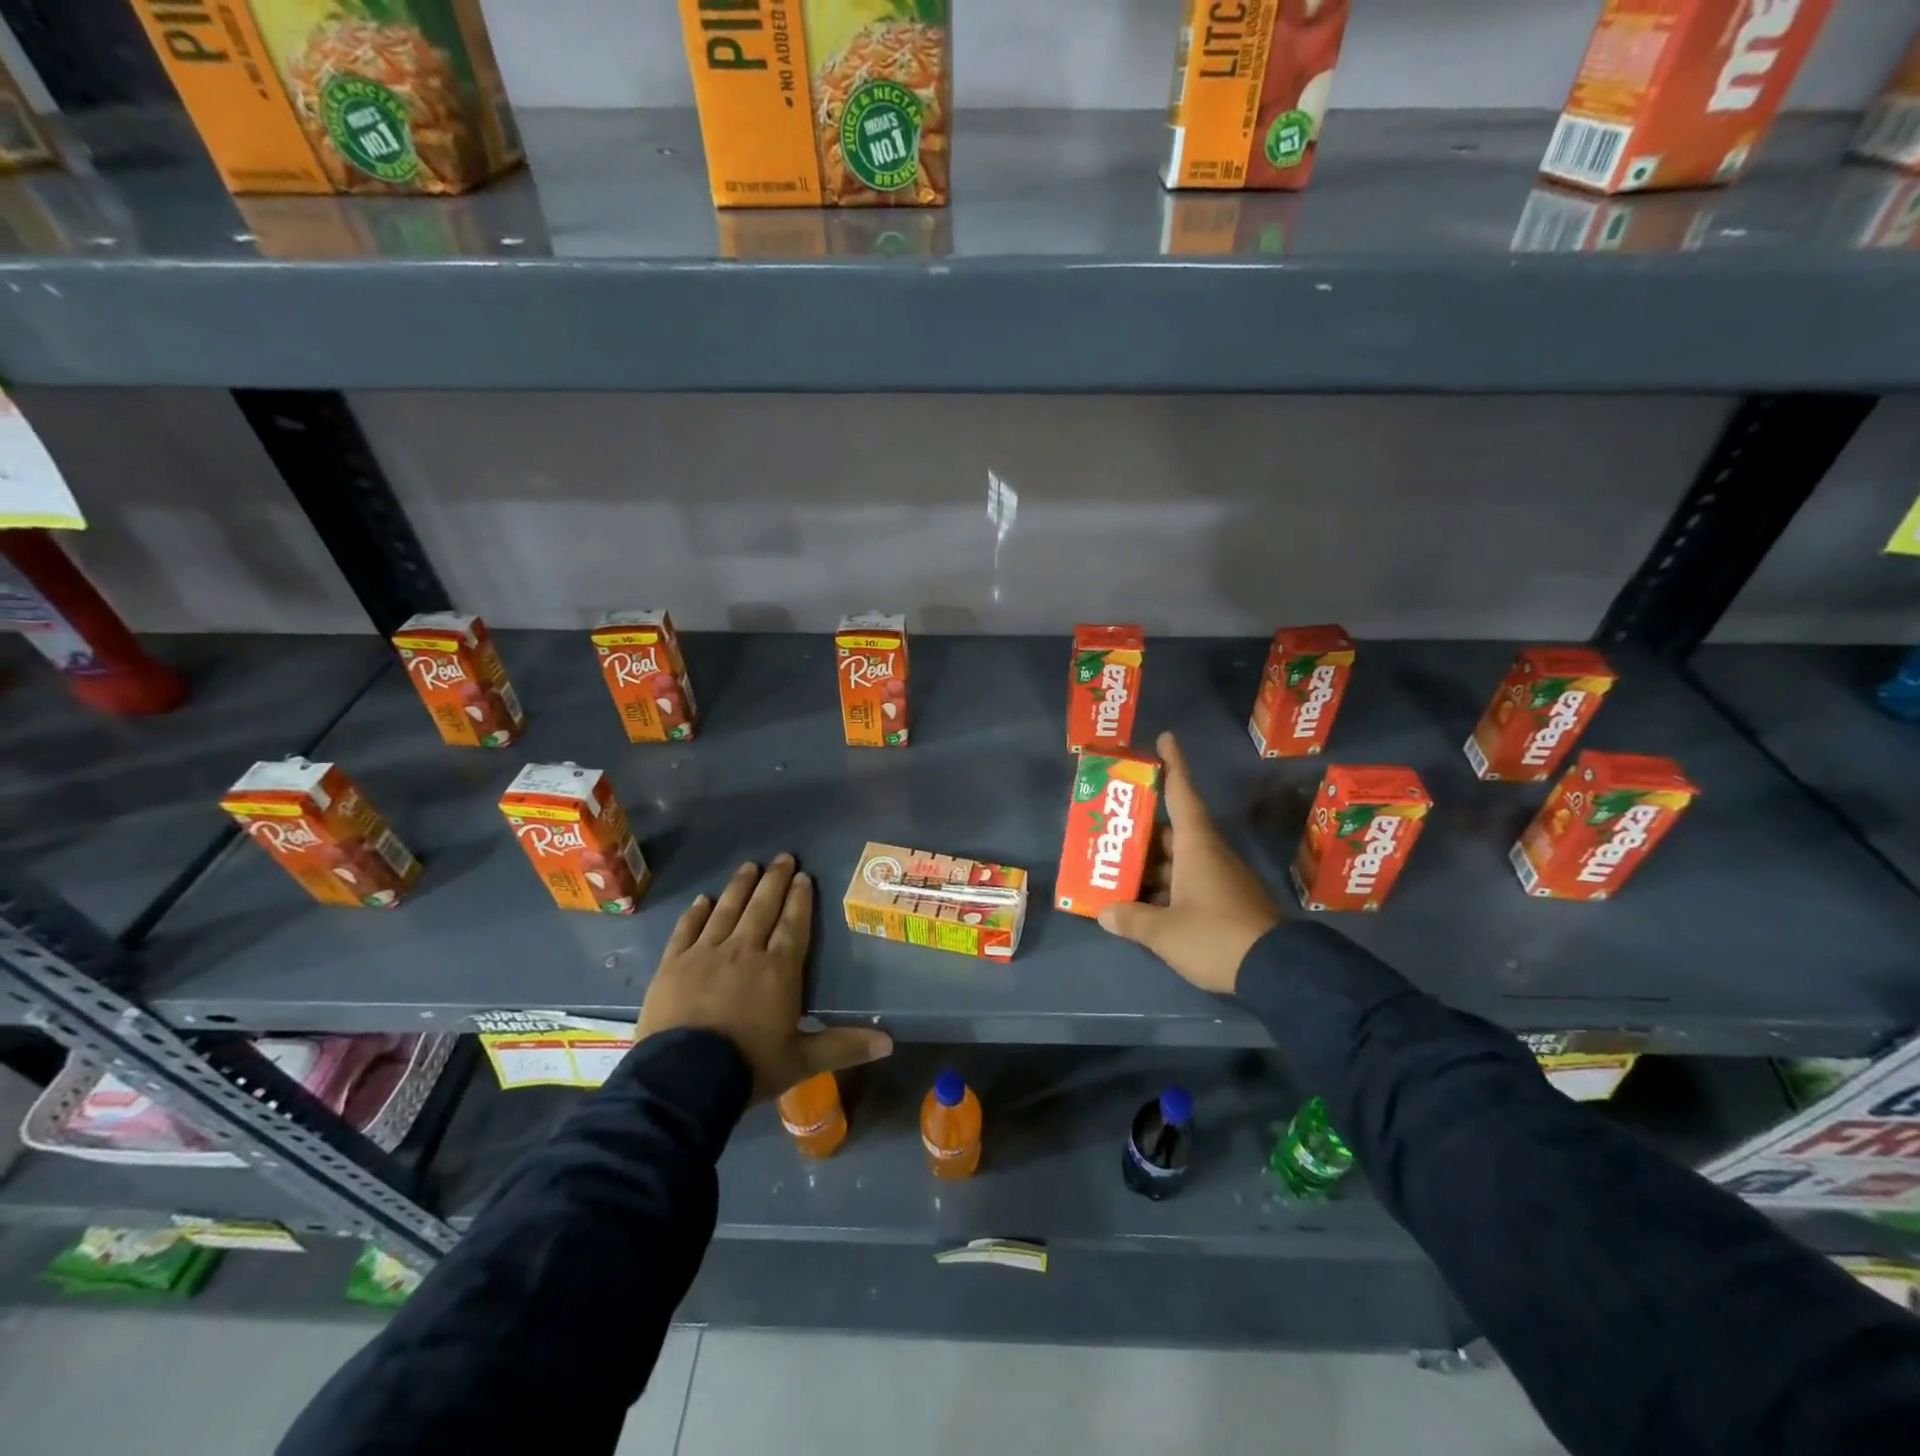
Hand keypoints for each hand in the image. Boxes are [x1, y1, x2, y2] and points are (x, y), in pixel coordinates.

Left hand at [637, 855, 892, 1100]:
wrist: (683, 1080)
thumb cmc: (748, 1067)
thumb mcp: (801, 1061)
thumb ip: (843, 1046)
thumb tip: (890, 1043)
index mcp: (778, 970)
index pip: (793, 924)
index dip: (800, 899)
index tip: (804, 876)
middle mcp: (744, 951)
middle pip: (762, 908)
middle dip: (774, 881)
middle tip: (782, 858)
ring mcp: (705, 954)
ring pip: (727, 910)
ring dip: (740, 886)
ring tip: (749, 866)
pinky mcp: (673, 965)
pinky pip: (687, 929)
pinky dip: (696, 913)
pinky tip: (703, 899)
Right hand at [1096, 732, 1282, 994]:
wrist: (1277, 971)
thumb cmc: (1215, 936)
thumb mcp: (1165, 932)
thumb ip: (1132, 919)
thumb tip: (1104, 912)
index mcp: (1196, 846)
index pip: (1182, 794)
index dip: (1173, 765)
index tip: (1166, 738)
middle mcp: (1209, 855)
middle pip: (1171, 833)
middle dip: (1141, 833)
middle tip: (1109, 832)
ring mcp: (1220, 879)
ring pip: (1177, 862)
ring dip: (1149, 867)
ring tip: (1114, 873)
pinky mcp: (1226, 903)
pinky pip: (1187, 884)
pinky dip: (1164, 889)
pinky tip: (1140, 905)